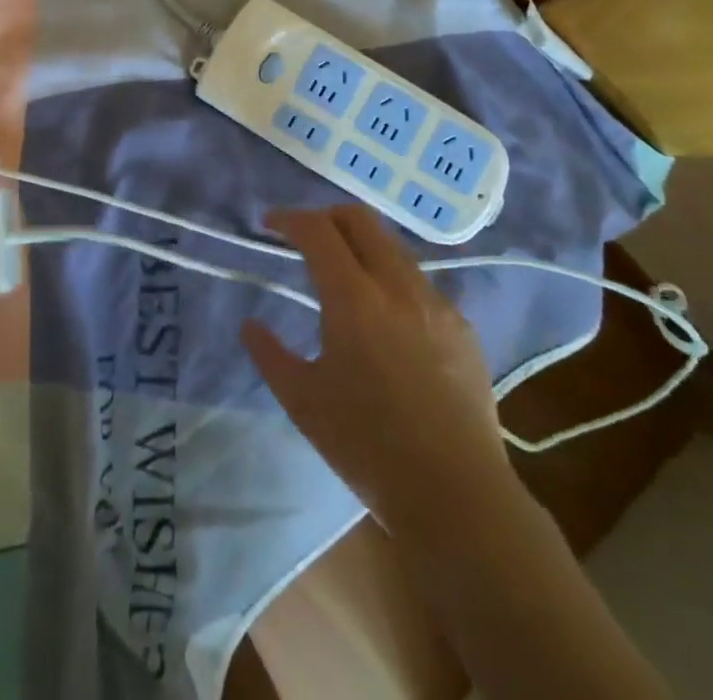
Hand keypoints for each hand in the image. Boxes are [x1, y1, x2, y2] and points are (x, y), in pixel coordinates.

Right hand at [242, 205, 511, 535]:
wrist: (457, 495)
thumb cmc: (368, 447)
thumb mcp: (303, 402)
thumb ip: (270, 355)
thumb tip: (250, 325)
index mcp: (353, 299)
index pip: (318, 230)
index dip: (289, 218)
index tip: (270, 223)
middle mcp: (397, 286)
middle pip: (360, 219)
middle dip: (326, 216)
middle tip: (304, 237)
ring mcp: (436, 303)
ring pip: (393, 247)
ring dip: (361, 246)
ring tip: (343, 277)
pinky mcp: (462, 326)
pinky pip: (419, 283)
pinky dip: (391, 280)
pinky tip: (386, 321)